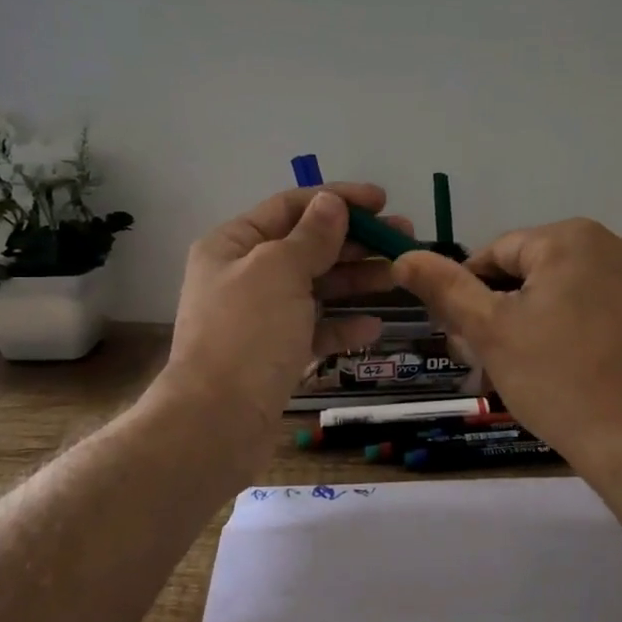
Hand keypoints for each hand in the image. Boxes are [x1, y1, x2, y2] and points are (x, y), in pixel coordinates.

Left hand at [156, 184, 411, 443]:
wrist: (217, 422)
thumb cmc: (247, 334)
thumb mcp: (279, 271)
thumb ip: (311, 235)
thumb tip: (331, 202)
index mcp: (233, 245)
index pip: (290, 207)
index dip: (337, 199)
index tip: (382, 201)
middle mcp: (243, 275)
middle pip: (306, 246)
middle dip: (354, 240)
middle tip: (404, 237)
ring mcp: (259, 317)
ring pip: (314, 287)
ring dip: (356, 280)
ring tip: (399, 275)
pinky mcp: (273, 354)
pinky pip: (313, 329)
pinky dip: (341, 325)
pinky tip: (373, 326)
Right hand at [392, 219, 621, 468]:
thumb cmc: (560, 380)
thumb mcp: (491, 332)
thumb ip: (446, 288)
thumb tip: (403, 256)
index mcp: (572, 238)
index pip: (496, 254)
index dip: (468, 294)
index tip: (461, 338)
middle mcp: (614, 244)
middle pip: (532, 273)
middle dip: (502, 313)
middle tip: (487, 364)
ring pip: (564, 294)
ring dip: (533, 325)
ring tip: (521, 374)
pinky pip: (596, 312)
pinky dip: (571, 334)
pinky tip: (562, 373)